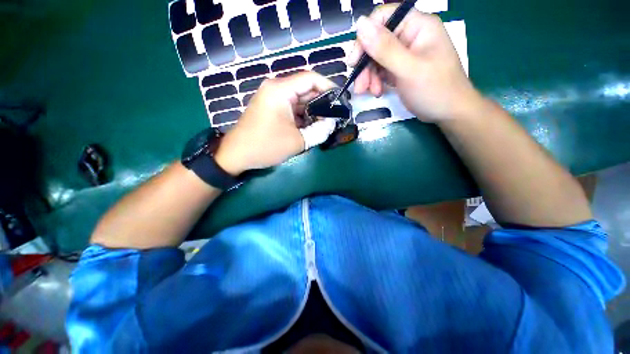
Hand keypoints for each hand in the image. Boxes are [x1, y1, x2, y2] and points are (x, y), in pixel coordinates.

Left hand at [214, 72, 335, 174]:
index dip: (329, 87)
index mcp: (281, 90)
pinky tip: (312, 126)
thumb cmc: (266, 146)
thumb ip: (319, 131)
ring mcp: (272, 99)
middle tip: (336, 115)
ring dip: (313, 111)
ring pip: (300, 100)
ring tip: (327, 123)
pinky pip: (292, 108)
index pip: (311, 79)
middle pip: (306, 89)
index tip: (342, 100)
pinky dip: (303, 116)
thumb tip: (332, 123)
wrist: (237, 155)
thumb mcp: (297, 141)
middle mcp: (276, 89)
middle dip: (323, 102)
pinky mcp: (271, 109)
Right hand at [347, 6, 482, 121]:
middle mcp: (409, 36)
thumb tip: (360, 24)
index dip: (365, 37)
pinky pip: (381, 70)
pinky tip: (377, 92)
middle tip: (360, 87)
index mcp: (417, 26)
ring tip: (370, 92)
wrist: (448, 113)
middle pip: (377, 42)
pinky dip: (375, 82)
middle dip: (366, 65)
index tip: (354, 62)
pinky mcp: (400, 69)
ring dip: (369, 76)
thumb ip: (385, 48)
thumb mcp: (408, 69)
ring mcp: (404, 53)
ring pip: (376, 58)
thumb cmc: (434, 89)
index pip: (383, 18)